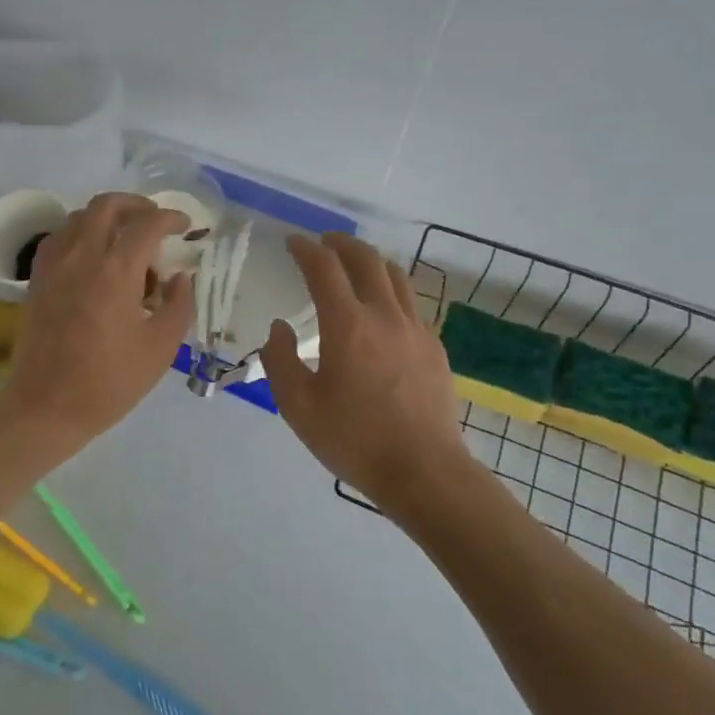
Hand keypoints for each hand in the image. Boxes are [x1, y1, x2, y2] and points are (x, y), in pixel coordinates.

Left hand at [0, 193, 194, 459]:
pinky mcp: (37, 279)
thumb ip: (179, 305)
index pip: (147, 224)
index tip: (186, 226)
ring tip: (125, 243)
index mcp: (115, 271)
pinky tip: (93, 258)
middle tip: (156, 221)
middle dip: (137, 205)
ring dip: (107, 218)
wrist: (46, 406)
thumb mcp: (160, 348)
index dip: (172, 218)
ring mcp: (54, 265)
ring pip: (80, 217)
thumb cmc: (109, 381)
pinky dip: (80, 234)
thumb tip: (180, 278)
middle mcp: (81, 256)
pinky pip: (59, 238)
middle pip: (107, 205)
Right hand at [262, 232, 472, 511]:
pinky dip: (391, 289)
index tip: (293, 243)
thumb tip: (280, 328)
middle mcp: (385, 316)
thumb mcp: (298, 407)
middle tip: (323, 243)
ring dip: (371, 261)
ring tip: (354, 264)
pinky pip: (411, 303)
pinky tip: (382, 309)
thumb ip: (280, 361)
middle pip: (366, 260)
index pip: (325, 269)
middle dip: (341, 244)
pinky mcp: (434, 347)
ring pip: (395, 276)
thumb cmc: (354, 440)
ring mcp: (416, 329)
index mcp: (348, 325)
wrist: (424, 471)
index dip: (306, 249)